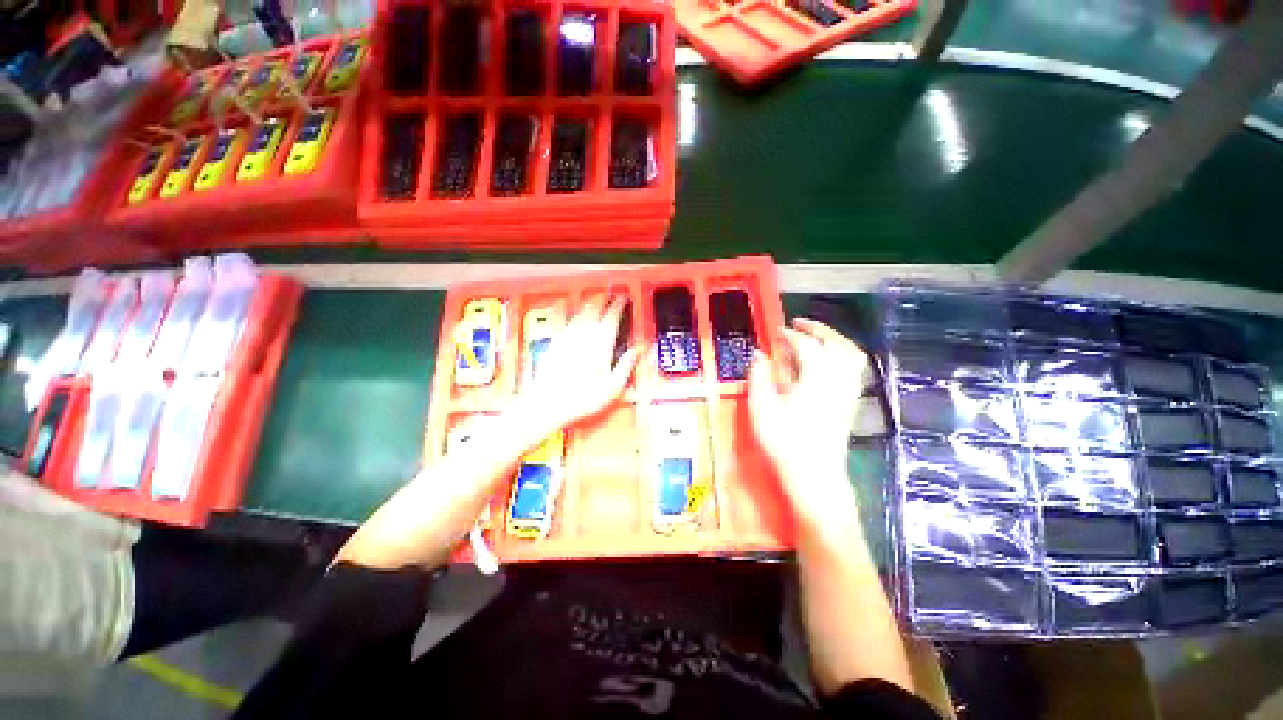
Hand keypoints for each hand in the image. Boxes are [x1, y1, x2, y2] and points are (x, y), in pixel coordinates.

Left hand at [507, 294, 641, 439]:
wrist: (548, 404)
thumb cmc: (581, 399)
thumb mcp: (612, 388)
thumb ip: (626, 365)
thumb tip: (638, 350)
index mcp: (600, 346)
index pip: (611, 317)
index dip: (618, 305)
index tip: (622, 298)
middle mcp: (583, 337)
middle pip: (594, 309)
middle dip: (603, 299)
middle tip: (610, 294)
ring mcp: (567, 338)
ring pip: (580, 312)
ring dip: (589, 303)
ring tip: (595, 299)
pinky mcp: (555, 343)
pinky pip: (563, 320)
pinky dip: (568, 311)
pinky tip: (568, 309)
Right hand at [749, 318, 867, 535]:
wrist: (815, 476)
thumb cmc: (784, 441)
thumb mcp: (762, 407)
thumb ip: (760, 376)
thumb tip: (759, 354)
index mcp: (816, 378)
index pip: (806, 346)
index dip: (790, 335)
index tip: (776, 331)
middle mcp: (838, 380)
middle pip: (836, 344)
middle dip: (818, 330)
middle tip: (799, 325)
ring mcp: (847, 393)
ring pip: (850, 356)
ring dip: (833, 341)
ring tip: (815, 339)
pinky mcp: (849, 405)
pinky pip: (852, 370)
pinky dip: (840, 358)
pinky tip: (825, 365)